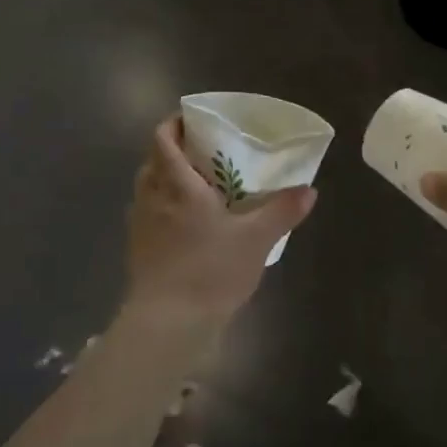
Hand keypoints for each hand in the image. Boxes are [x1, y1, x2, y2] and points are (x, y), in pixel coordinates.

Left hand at [122, 115, 316, 328]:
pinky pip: (148, 214)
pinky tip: (187, 225)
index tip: (195, 122)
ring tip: (198, 188)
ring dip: (167, 180)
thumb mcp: (256, 239)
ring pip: (148, 188)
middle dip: (175, 152)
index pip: (163, 139)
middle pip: (154, 161)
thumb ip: (282, 211)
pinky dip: (163, 208)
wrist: (168, 324)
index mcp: (177, 185)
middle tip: (205, 155)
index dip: (174, 124)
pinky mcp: (138, 249)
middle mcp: (152, 197)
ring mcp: (140, 224)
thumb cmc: (210, 271)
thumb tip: (309, 190)